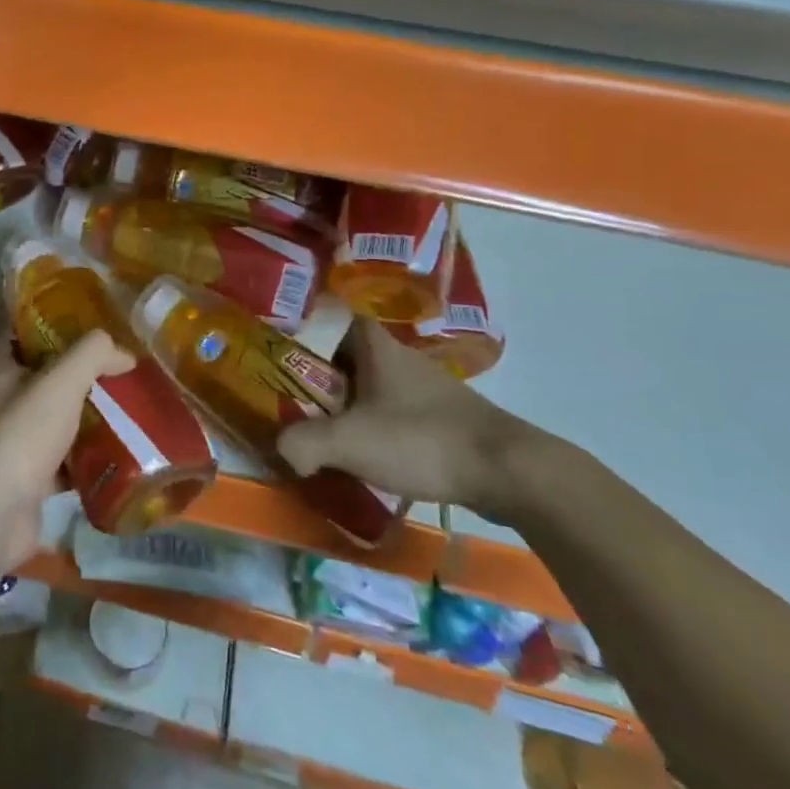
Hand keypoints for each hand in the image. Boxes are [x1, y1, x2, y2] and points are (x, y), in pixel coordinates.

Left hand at [0, 331, 134, 576]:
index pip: (18, 330)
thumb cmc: (22, 434)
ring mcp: (14, 440)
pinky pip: (64, 459)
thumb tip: (124, 351)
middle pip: (43, 375)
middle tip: (117, 363)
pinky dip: (87, 456)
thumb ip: (92, 356)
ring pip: (55, 417)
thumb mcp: (61, 382)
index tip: (82, 315)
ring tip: (127, 404)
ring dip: (85, 413)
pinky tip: (118, 452)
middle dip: (77, 370)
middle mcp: (2, 400)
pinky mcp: (29, 477)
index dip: (46, 319)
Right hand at [276, 317, 539, 519]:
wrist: (509, 471)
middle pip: (348, 355)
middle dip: (319, 374)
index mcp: (375, 346)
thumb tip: (281, 452)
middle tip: (290, 397)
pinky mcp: (444, 418)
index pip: (333, 317)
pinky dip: (376, 426)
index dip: (305, 328)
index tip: (280, 348)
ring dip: (348, 403)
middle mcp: (400, 357)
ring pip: (372, 386)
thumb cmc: (422, 439)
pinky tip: (367, 453)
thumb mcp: (349, 441)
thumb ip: (303, 443)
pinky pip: (395, 412)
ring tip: (322, 429)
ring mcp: (426, 388)